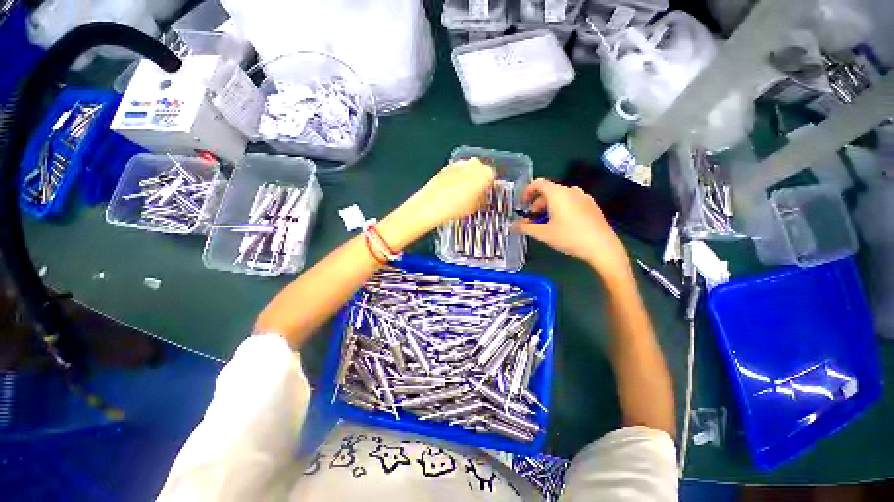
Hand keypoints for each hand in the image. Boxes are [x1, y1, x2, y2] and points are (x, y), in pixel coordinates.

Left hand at [404, 158, 495, 229]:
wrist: (434, 204)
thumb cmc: (458, 206)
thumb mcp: (476, 207)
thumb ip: (482, 199)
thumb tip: (482, 197)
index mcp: (486, 173)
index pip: (492, 177)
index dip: (489, 187)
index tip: (485, 194)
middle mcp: (474, 164)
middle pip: (480, 171)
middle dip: (478, 180)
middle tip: (474, 194)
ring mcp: (460, 163)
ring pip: (468, 170)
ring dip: (467, 178)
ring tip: (461, 194)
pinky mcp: (447, 166)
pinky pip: (456, 171)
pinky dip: (456, 178)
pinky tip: (451, 190)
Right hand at [512, 179, 630, 278]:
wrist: (602, 247)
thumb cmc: (569, 237)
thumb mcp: (543, 234)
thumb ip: (524, 228)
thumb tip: (510, 226)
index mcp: (558, 193)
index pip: (538, 183)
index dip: (527, 192)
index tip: (522, 205)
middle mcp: (571, 191)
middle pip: (549, 191)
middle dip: (537, 204)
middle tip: (533, 220)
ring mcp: (584, 197)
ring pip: (560, 197)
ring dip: (549, 208)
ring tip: (547, 224)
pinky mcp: (592, 206)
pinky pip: (571, 202)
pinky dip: (561, 209)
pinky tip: (563, 225)